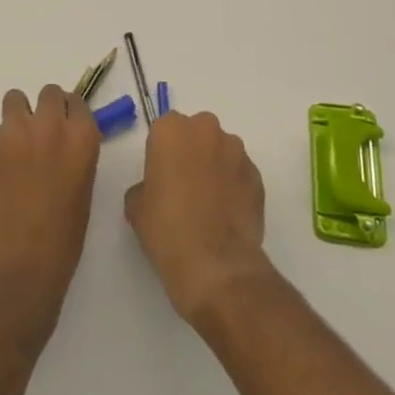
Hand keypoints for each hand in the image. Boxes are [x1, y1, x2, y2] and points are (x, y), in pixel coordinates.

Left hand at [0, 85, 100, 335]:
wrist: (18, 266)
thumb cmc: (62, 239)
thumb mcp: (82, 190)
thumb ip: (74, 156)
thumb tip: (63, 146)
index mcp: (82, 137)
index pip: (77, 102)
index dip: (69, 115)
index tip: (65, 128)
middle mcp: (50, 124)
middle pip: (49, 93)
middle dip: (45, 110)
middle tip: (40, 136)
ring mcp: (16, 132)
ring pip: (15, 99)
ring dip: (18, 117)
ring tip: (16, 147)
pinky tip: (0, 175)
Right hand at [125, 110, 270, 324]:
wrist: (215, 265)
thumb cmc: (167, 229)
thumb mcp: (136, 208)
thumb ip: (144, 186)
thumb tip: (155, 190)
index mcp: (171, 130)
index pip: (164, 130)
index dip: (162, 154)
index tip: (162, 177)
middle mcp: (206, 129)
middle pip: (196, 133)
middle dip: (192, 153)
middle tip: (184, 187)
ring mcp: (236, 151)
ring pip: (221, 151)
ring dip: (215, 167)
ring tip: (210, 204)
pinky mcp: (257, 175)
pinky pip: (240, 173)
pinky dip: (234, 186)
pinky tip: (227, 215)